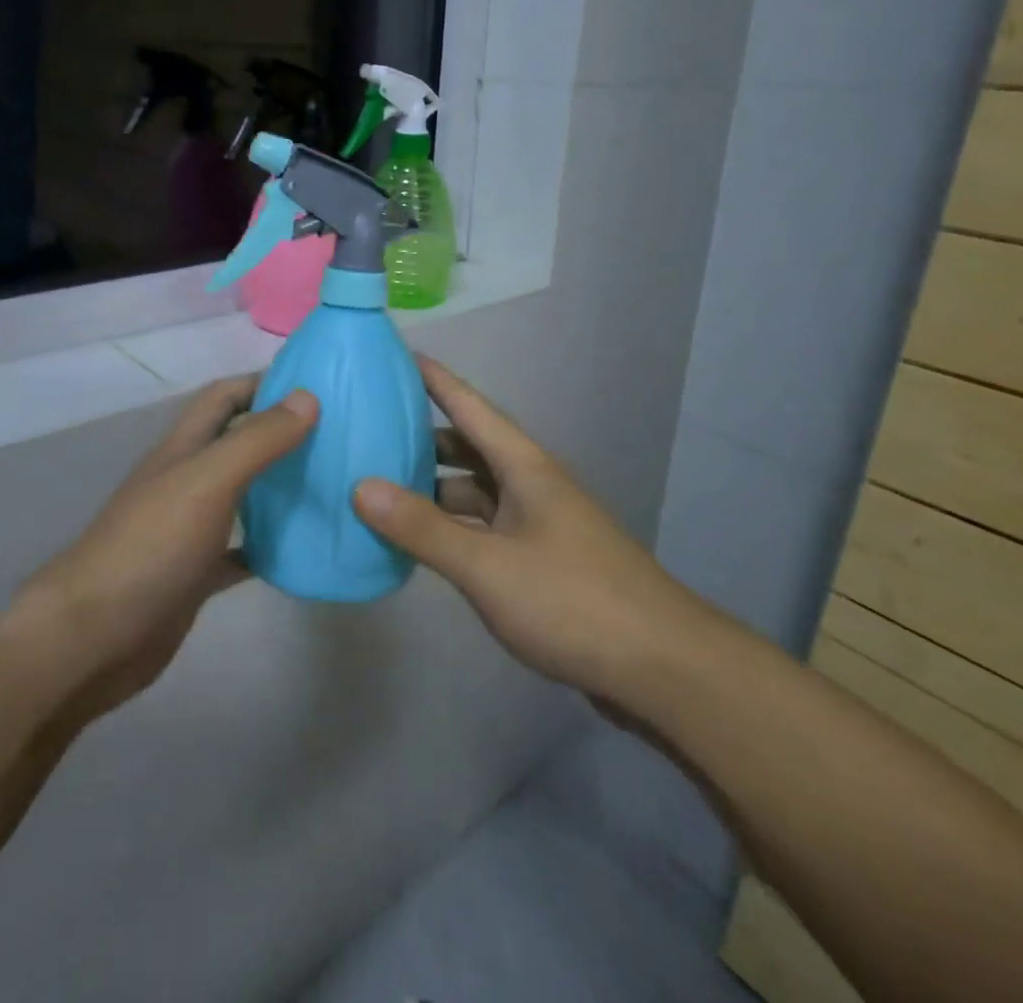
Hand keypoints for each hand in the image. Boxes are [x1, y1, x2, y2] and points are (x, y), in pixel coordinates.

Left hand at [2, 377, 316, 727]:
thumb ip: (256, 440)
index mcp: (184, 448)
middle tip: (337, 436)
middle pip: (236, 442)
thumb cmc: (151, 546)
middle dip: (280, 433)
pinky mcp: (195, 574)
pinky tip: (303, 550)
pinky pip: (242, 551)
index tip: (316, 385)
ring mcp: (189, 529)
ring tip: (332, 485)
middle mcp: (186, 480)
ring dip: (279, 487)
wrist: (94, 637)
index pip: (224, 397)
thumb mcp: (208, 481)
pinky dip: (270, 546)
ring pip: (243, 495)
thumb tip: (307, 397)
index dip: (263, 383)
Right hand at [352, 358, 706, 708]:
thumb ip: (423, 528)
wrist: (662, 668)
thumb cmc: (572, 600)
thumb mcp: (488, 565)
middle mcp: (531, 486)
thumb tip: (361, 487)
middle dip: (424, 438)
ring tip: (382, 489)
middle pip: (470, 449)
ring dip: (435, 490)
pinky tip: (422, 544)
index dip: (436, 379)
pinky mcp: (541, 563)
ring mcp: (538, 526)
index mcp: (524, 467)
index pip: (472, 407)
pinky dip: (452, 529)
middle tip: (371, 431)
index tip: (399, 355)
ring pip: (476, 493)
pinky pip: (484, 530)